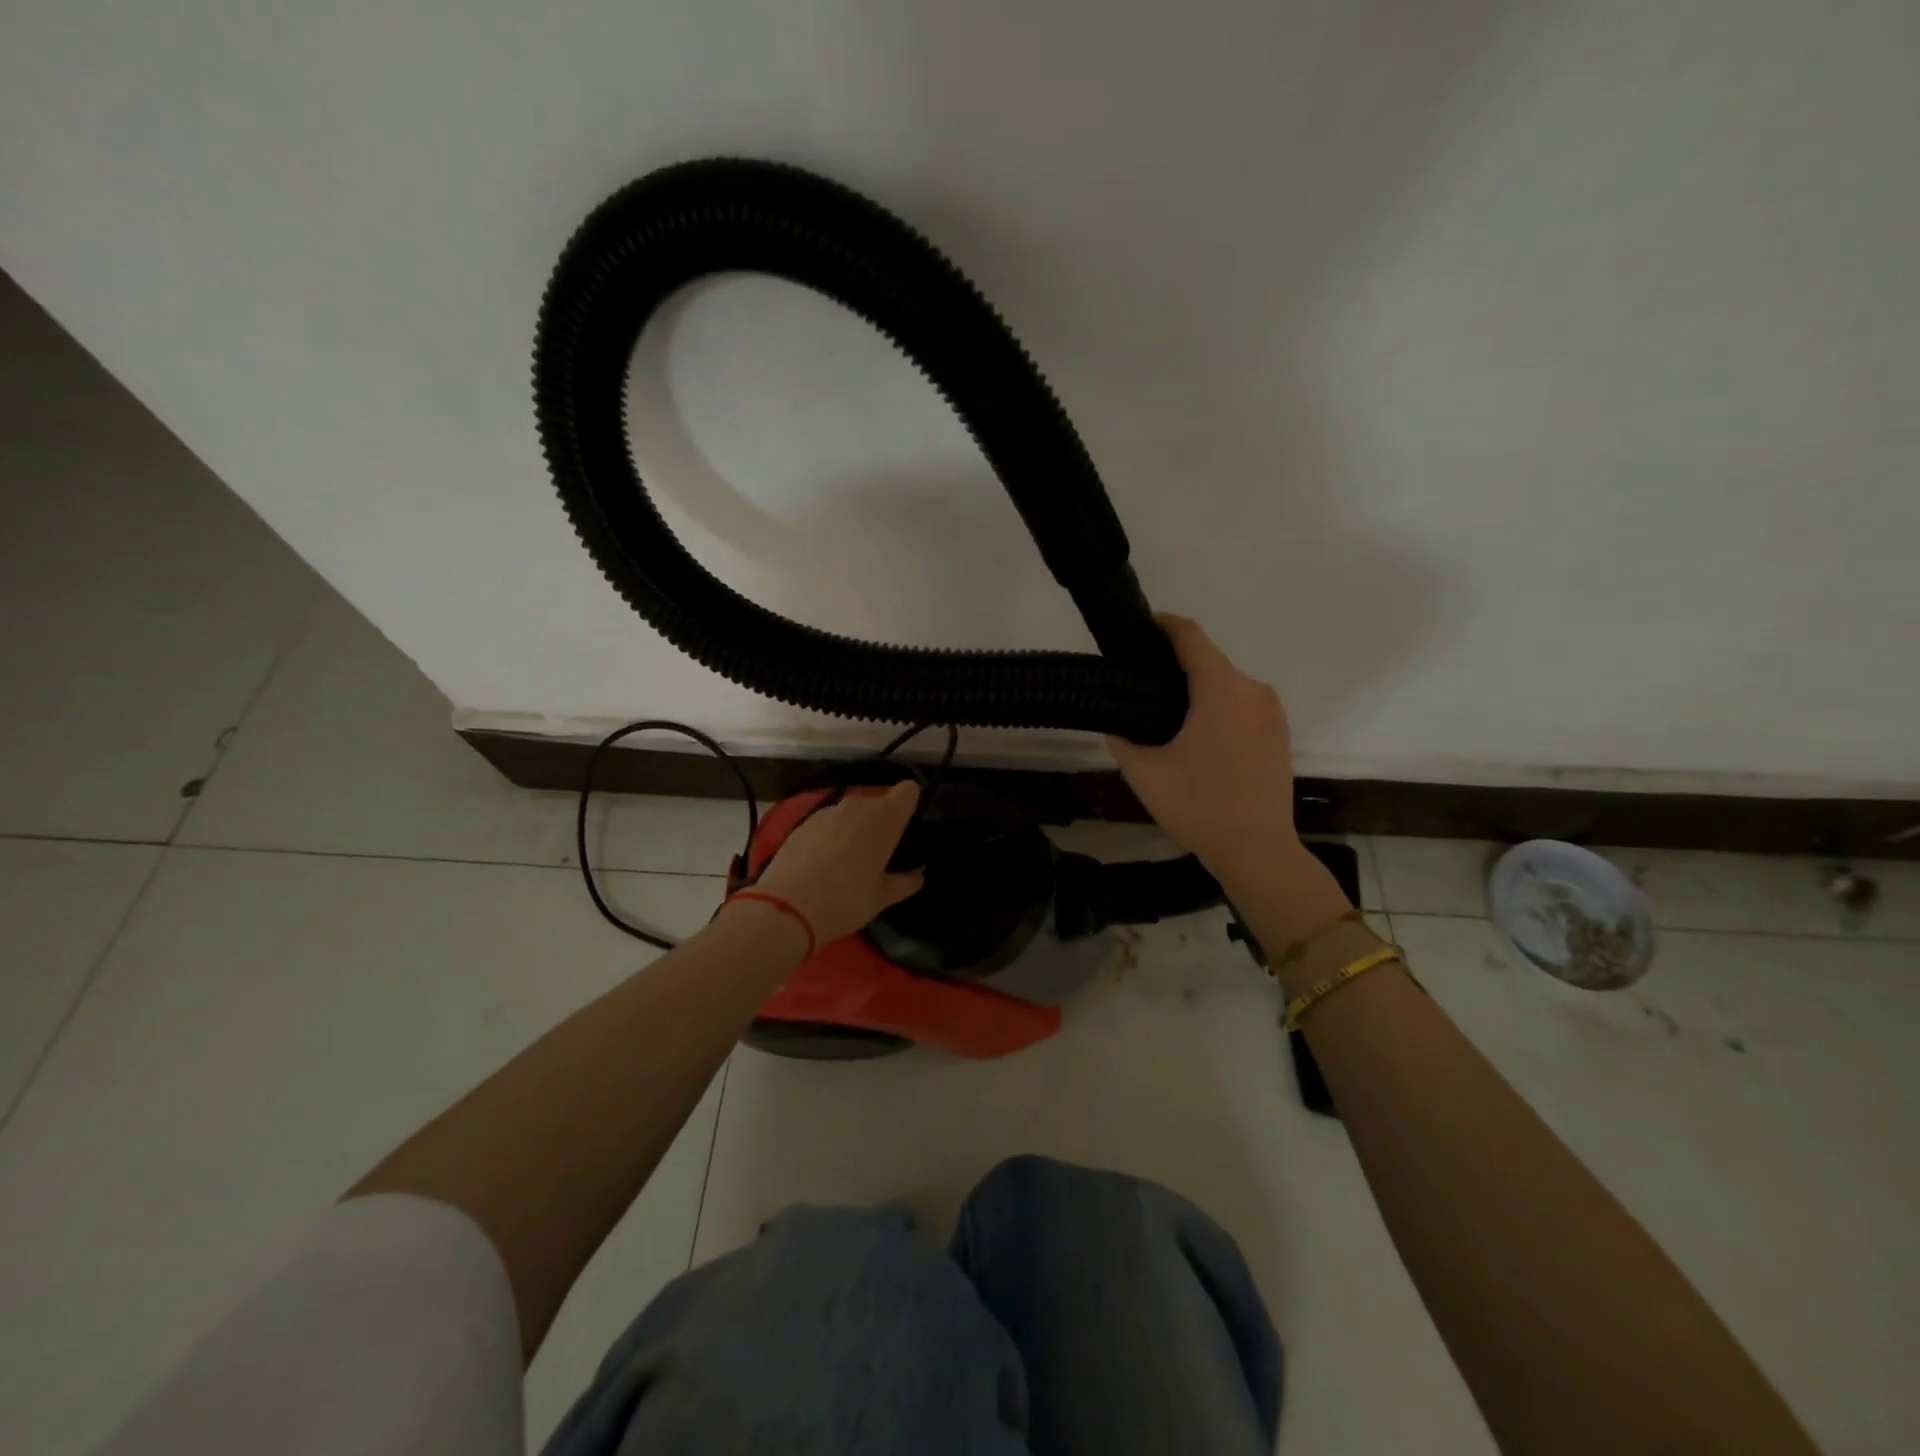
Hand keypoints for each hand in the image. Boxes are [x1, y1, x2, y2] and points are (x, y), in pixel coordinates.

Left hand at [749, 781, 926, 943]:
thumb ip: (905, 882)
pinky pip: (828, 822)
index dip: (910, 805)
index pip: (908, 790)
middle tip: (879, 853)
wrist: (785, 908)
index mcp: (885, 819)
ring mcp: (827, 811)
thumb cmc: (845, 901)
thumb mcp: (881, 898)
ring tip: (848, 860)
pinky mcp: (803, 822)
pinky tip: (822, 862)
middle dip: (881, 821)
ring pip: (851, 812)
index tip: (907, 828)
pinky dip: (831, 835)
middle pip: (879, 802)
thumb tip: (917, 874)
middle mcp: (858, 806)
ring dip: (855, 828)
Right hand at [1108, 615, 1299, 887]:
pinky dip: (1216, 707)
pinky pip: (1241, 704)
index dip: (1162, 625)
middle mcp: (1253, 690)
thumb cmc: (1199, 807)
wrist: (1258, 850)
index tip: (1138, 629)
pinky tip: (1196, 738)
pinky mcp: (1279, 732)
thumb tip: (1116, 721)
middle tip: (1138, 686)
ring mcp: (1272, 711)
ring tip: (1163, 716)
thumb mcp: (1144, 772)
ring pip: (1225, 684)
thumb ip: (1122, 737)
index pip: (1190, 637)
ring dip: (1196, 690)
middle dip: (1173, 666)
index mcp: (1222, 690)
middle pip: (1208, 661)